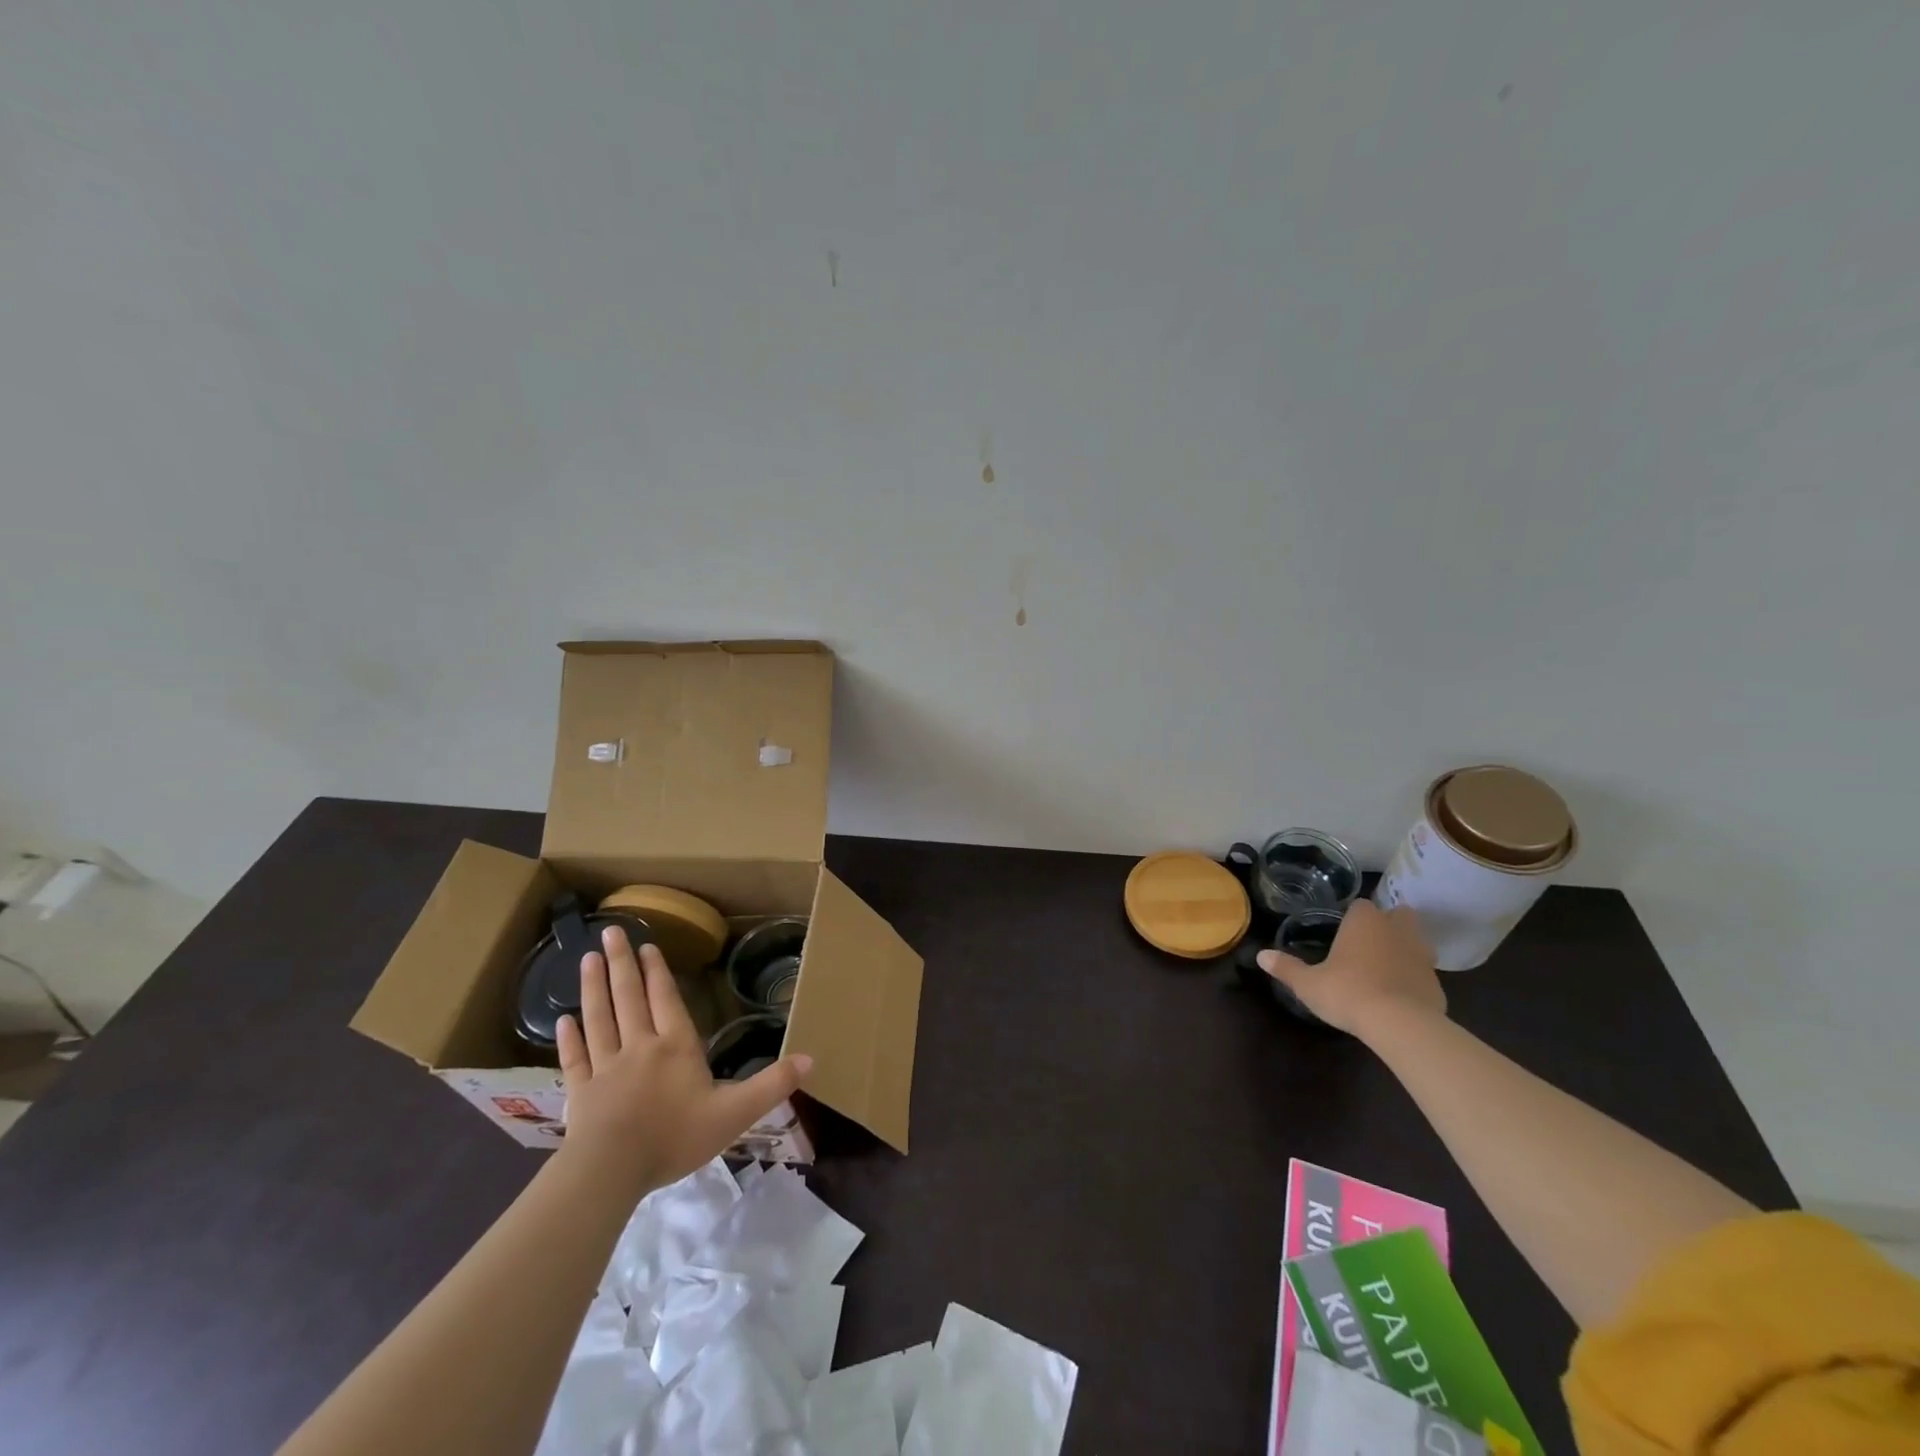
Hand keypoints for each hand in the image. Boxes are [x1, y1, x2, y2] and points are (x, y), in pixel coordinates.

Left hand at [556, 926, 810, 1196]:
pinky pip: (575, 1058)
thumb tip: (811, 1059)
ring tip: (587, 959)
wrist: (611, 1172)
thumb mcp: (736, 1113)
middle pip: (629, 997)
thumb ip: (772, 1085)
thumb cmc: (675, 1137)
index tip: (647, 945)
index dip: (657, 972)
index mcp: (676, 1047)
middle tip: (610, 933)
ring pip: (599, 1018)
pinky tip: (561, 1021)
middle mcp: (639, 1046)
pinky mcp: (580, 1092)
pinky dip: (568, 1038)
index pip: (666, 1000)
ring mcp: (605, 1068)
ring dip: (593, 988)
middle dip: (622, 963)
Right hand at [1257, 899, 1445, 1037]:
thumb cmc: (1348, 992)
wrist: (1400, 1025)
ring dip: (1405, 950)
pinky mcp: (1437, 984)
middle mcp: (1397, 930)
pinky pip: (1424, 974)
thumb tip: (1261, 955)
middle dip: (1389, 924)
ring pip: (1417, 943)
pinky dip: (1414, 980)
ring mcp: (1422, 956)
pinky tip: (1400, 997)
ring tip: (1385, 969)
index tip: (1344, 932)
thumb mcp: (1308, 983)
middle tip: (1369, 944)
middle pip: (1400, 915)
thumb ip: (1286, 968)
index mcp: (1365, 921)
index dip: (1354, 917)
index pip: (1361, 905)